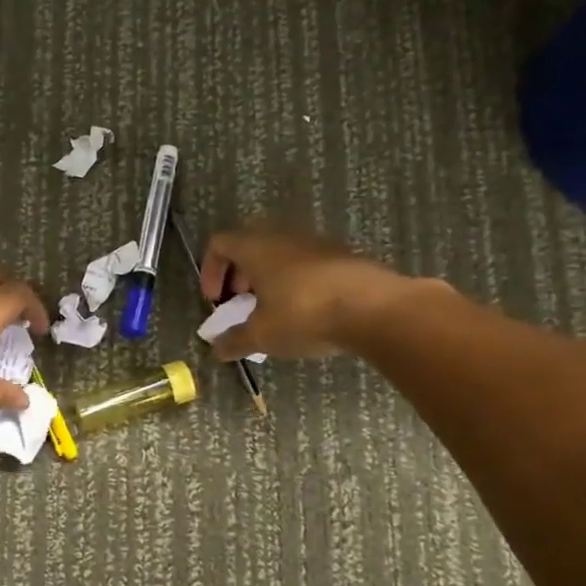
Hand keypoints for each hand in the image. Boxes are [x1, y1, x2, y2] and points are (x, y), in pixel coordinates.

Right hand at [199, 226, 449, 359]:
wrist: (376, 308)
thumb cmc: (304, 314)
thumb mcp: (262, 335)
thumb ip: (234, 341)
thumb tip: (216, 349)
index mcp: (256, 247)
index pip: (220, 243)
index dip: (210, 270)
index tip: (215, 300)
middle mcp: (283, 236)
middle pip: (249, 244)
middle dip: (239, 272)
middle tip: (241, 301)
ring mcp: (316, 243)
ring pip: (280, 252)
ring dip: (268, 277)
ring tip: (272, 310)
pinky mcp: (342, 255)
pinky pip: (306, 262)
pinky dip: (295, 280)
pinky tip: (305, 311)